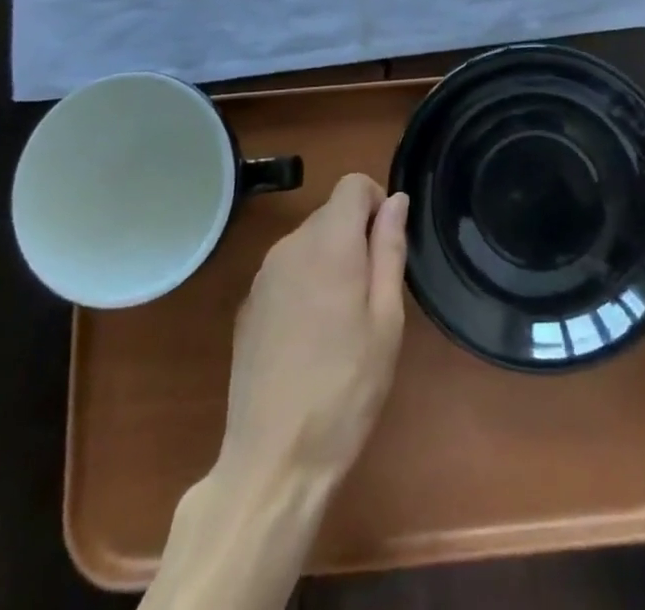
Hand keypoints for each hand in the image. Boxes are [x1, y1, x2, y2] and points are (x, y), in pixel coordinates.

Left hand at [217, 174, 408, 493]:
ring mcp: (263, 275)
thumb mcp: (386, 321)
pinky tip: (310, 341)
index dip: (377, 204)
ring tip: (342, 325)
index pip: (353, 185)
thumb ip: (389, 250)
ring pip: (309, 243)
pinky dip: (305, 286)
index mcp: (328, 243)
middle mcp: (290, 246)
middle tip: (371, 300)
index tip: (386, 249)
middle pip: (331, 214)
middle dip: (356, 238)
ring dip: (331, 263)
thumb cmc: (346, 389)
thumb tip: (396, 201)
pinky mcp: (248, 305)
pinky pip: (287, 273)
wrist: (273, 461)